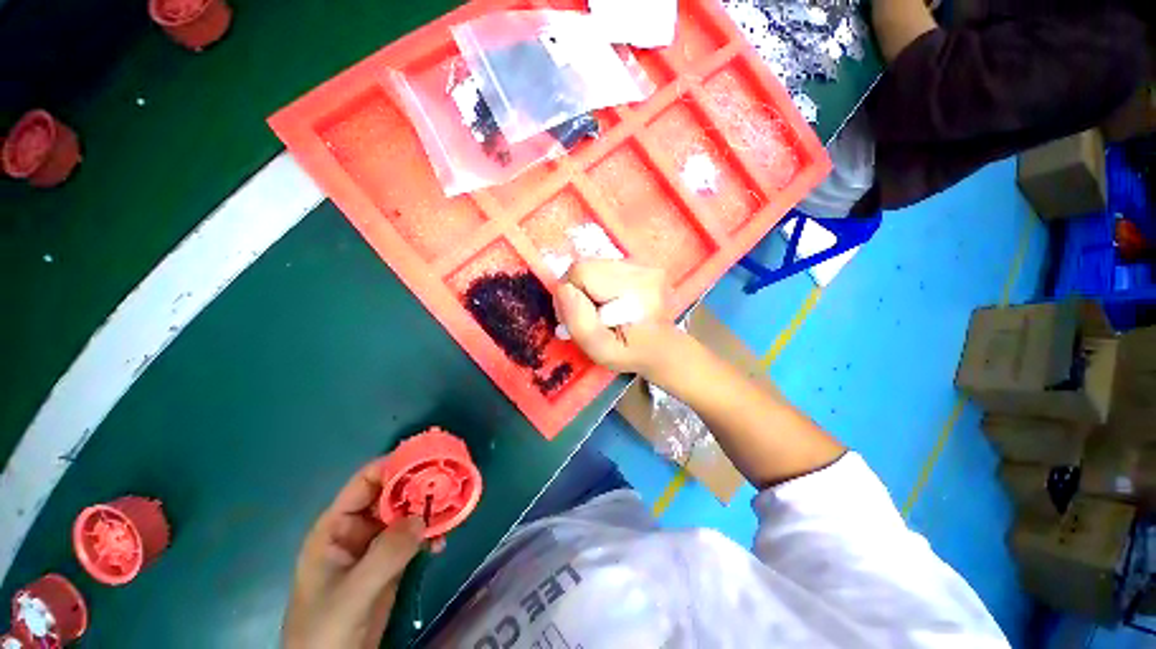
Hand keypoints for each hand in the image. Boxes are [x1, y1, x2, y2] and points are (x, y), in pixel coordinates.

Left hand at [282, 461, 432, 648]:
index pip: (361, 488)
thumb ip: (386, 555)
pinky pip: (403, 554)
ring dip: (420, 521)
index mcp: (333, 529)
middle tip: (448, 491)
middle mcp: (351, 538)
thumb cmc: (327, 619)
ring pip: (396, 530)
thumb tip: (421, 517)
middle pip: (382, 506)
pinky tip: (439, 545)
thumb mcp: (355, 589)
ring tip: (451, 517)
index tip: (424, 465)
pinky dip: (421, 546)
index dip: (389, 472)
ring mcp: (368, 561)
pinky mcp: (383, 581)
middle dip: (411, 496)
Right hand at [553, 260, 676, 374]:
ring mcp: (643, 264)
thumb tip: (563, 290)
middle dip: (578, 291)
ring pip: (593, 264)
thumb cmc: (632, 354)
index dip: (571, 297)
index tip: (580, 320)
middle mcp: (642, 269)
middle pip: (585, 265)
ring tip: (600, 310)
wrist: (664, 348)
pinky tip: (610, 302)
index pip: (581, 272)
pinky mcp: (640, 264)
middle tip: (588, 316)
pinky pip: (604, 266)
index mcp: (636, 289)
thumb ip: (580, 324)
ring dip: (587, 287)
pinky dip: (598, 283)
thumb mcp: (602, 352)